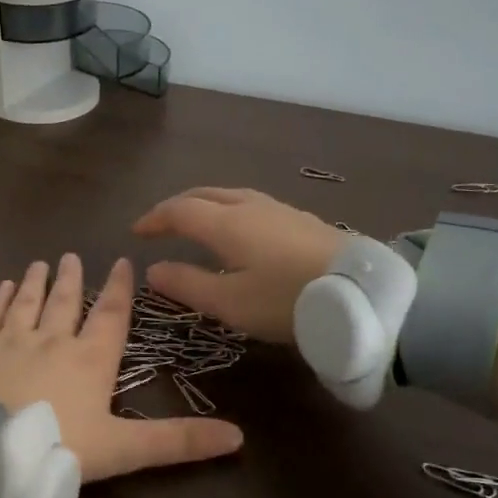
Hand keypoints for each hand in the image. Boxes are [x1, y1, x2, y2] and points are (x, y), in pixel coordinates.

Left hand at [0, 254, 243, 481]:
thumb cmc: (58, 449)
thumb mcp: (124, 450)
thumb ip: (178, 441)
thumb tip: (238, 437)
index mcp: (90, 359)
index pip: (110, 315)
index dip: (118, 289)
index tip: (121, 262)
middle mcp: (51, 339)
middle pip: (65, 302)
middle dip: (71, 279)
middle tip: (71, 257)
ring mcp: (8, 340)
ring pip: (27, 302)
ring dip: (36, 282)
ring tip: (41, 263)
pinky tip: (3, 287)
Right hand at [131, 188, 344, 343]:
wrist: (361, 293)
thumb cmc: (286, 300)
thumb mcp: (229, 302)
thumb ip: (187, 284)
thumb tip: (152, 270)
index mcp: (227, 223)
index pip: (180, 210)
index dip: (155, 219)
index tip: (136, 232)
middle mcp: (251, 207)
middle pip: (205, 194)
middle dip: (178, 206)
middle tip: (162, 223)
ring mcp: (281, 211)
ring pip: (232, 196)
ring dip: (206, 205)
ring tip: (197, 223)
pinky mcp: (303, 221)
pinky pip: (254, 206)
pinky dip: (231, 212)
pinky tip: (241, 231)